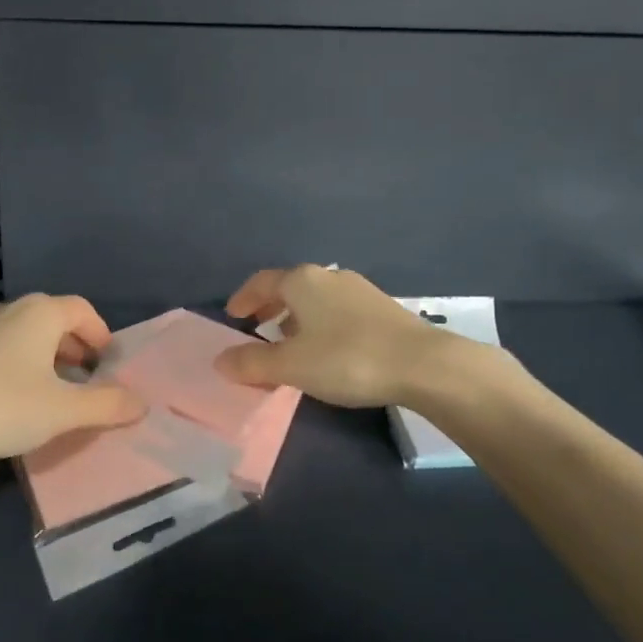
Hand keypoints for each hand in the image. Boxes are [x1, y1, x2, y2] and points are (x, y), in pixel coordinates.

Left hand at [0, 295, 145, 459]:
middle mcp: (10, 308)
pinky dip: (17, 363)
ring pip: (25, 334)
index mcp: (40, 313)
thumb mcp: (61, 411)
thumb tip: (142, 403)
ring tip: (50, 393)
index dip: (102, 335)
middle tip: (85, 382)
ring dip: (46, 358)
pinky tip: (10, 398)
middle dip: (75, 349)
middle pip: (54, 320)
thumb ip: (106, 405)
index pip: (83, 310)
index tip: (108, 366)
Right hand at [216, 264, 489, 408]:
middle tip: (256, 330)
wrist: (422, 364)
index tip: (232, 317)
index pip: (261, 282)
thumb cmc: (346, 358)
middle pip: (289, 288)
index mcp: (301, 281)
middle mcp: (329, 276)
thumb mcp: (291, 365)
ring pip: (315, 300)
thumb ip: (252, 362)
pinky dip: (320, 324)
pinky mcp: (381, 308)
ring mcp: (358, 290)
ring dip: (295, 318)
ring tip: (289, 344)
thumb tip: (220, 360)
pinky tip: (326, 350)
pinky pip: (336, 311)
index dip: (243, 299)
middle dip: (269, 308)